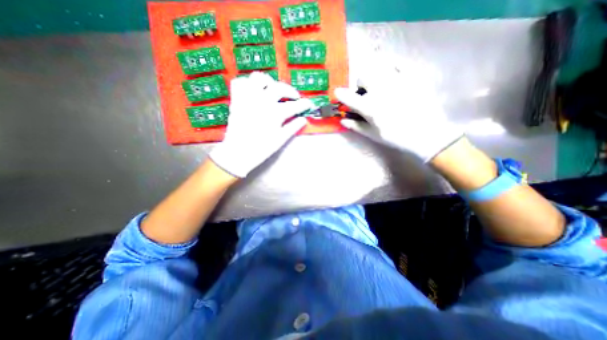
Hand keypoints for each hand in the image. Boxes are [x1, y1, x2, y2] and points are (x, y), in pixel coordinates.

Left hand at [210, 72, 311, 177]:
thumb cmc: (261, 148)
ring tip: (273, 90)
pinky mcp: (237, 99)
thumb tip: (303, 119)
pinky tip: (254, 91)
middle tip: (294, 98)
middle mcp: (262, 101)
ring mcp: (248, 98)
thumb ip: (293, 127)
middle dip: (290, 91)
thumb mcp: (280, 139)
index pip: (294, 105)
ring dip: (269, 82)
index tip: (309, 104)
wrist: (238, 153)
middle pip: (279, 87)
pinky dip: (248, 83)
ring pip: (258, 78)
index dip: (304, 104)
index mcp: (275, 113)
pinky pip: (240, 82)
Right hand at [335, 61, 462, 160]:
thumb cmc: (396, 137)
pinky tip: (392, 74)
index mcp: (369, 107)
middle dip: (360, 83)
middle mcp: (380, 91)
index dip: (341, 94)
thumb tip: (342, 120)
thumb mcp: (373, 135)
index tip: (338, 93)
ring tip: (379, 83)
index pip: (349, 97)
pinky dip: (391, 66)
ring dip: (374, 73)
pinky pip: (399, 63)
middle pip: (363, 75)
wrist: (427, 133)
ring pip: (379, 66)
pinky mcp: (412, 76)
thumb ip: (356, 126)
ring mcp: (397, 81)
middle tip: (365, 91)